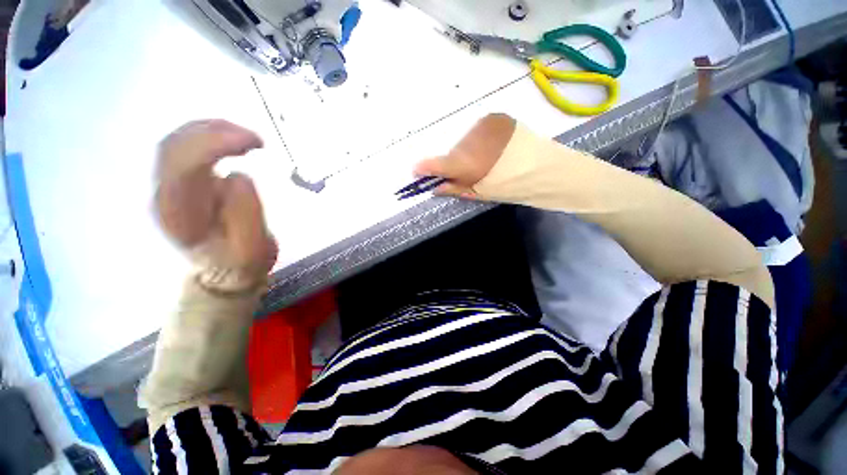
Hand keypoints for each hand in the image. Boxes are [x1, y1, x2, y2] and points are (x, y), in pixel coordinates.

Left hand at [156, 120, 276, 290]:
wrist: (225, 272)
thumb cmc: (241, 262)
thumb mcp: (253, 249)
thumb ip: (246, 215)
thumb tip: (239, 176)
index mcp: (181, 215)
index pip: (184, 166)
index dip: (216, 145)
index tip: (256, 144)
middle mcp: (165, 196)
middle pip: (174, 146)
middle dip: (215, 132)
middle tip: (256, 140)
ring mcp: (168, 187)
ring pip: (176, 141)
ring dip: (211, 130)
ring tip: (247, 137)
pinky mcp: (178, 182)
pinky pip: (183, 147)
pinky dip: (208, 135)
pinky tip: (231, 139)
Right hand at [414, 113, 515, 197]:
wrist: (544, 168)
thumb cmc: (510, 186)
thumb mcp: (480, 193)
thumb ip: (454, 189)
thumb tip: (434, 187)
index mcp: (467, 164)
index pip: (437, 164)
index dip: (424, 168)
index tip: (416, 170)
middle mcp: (470, 141)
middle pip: (453, 152)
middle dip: (455, 162)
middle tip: (467, 170)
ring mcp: (484, 126)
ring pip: (465, 140)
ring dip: (468, 149)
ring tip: (487, 159)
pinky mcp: (495, 117)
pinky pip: (478, 130)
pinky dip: (480, 139)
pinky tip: (493, 147)